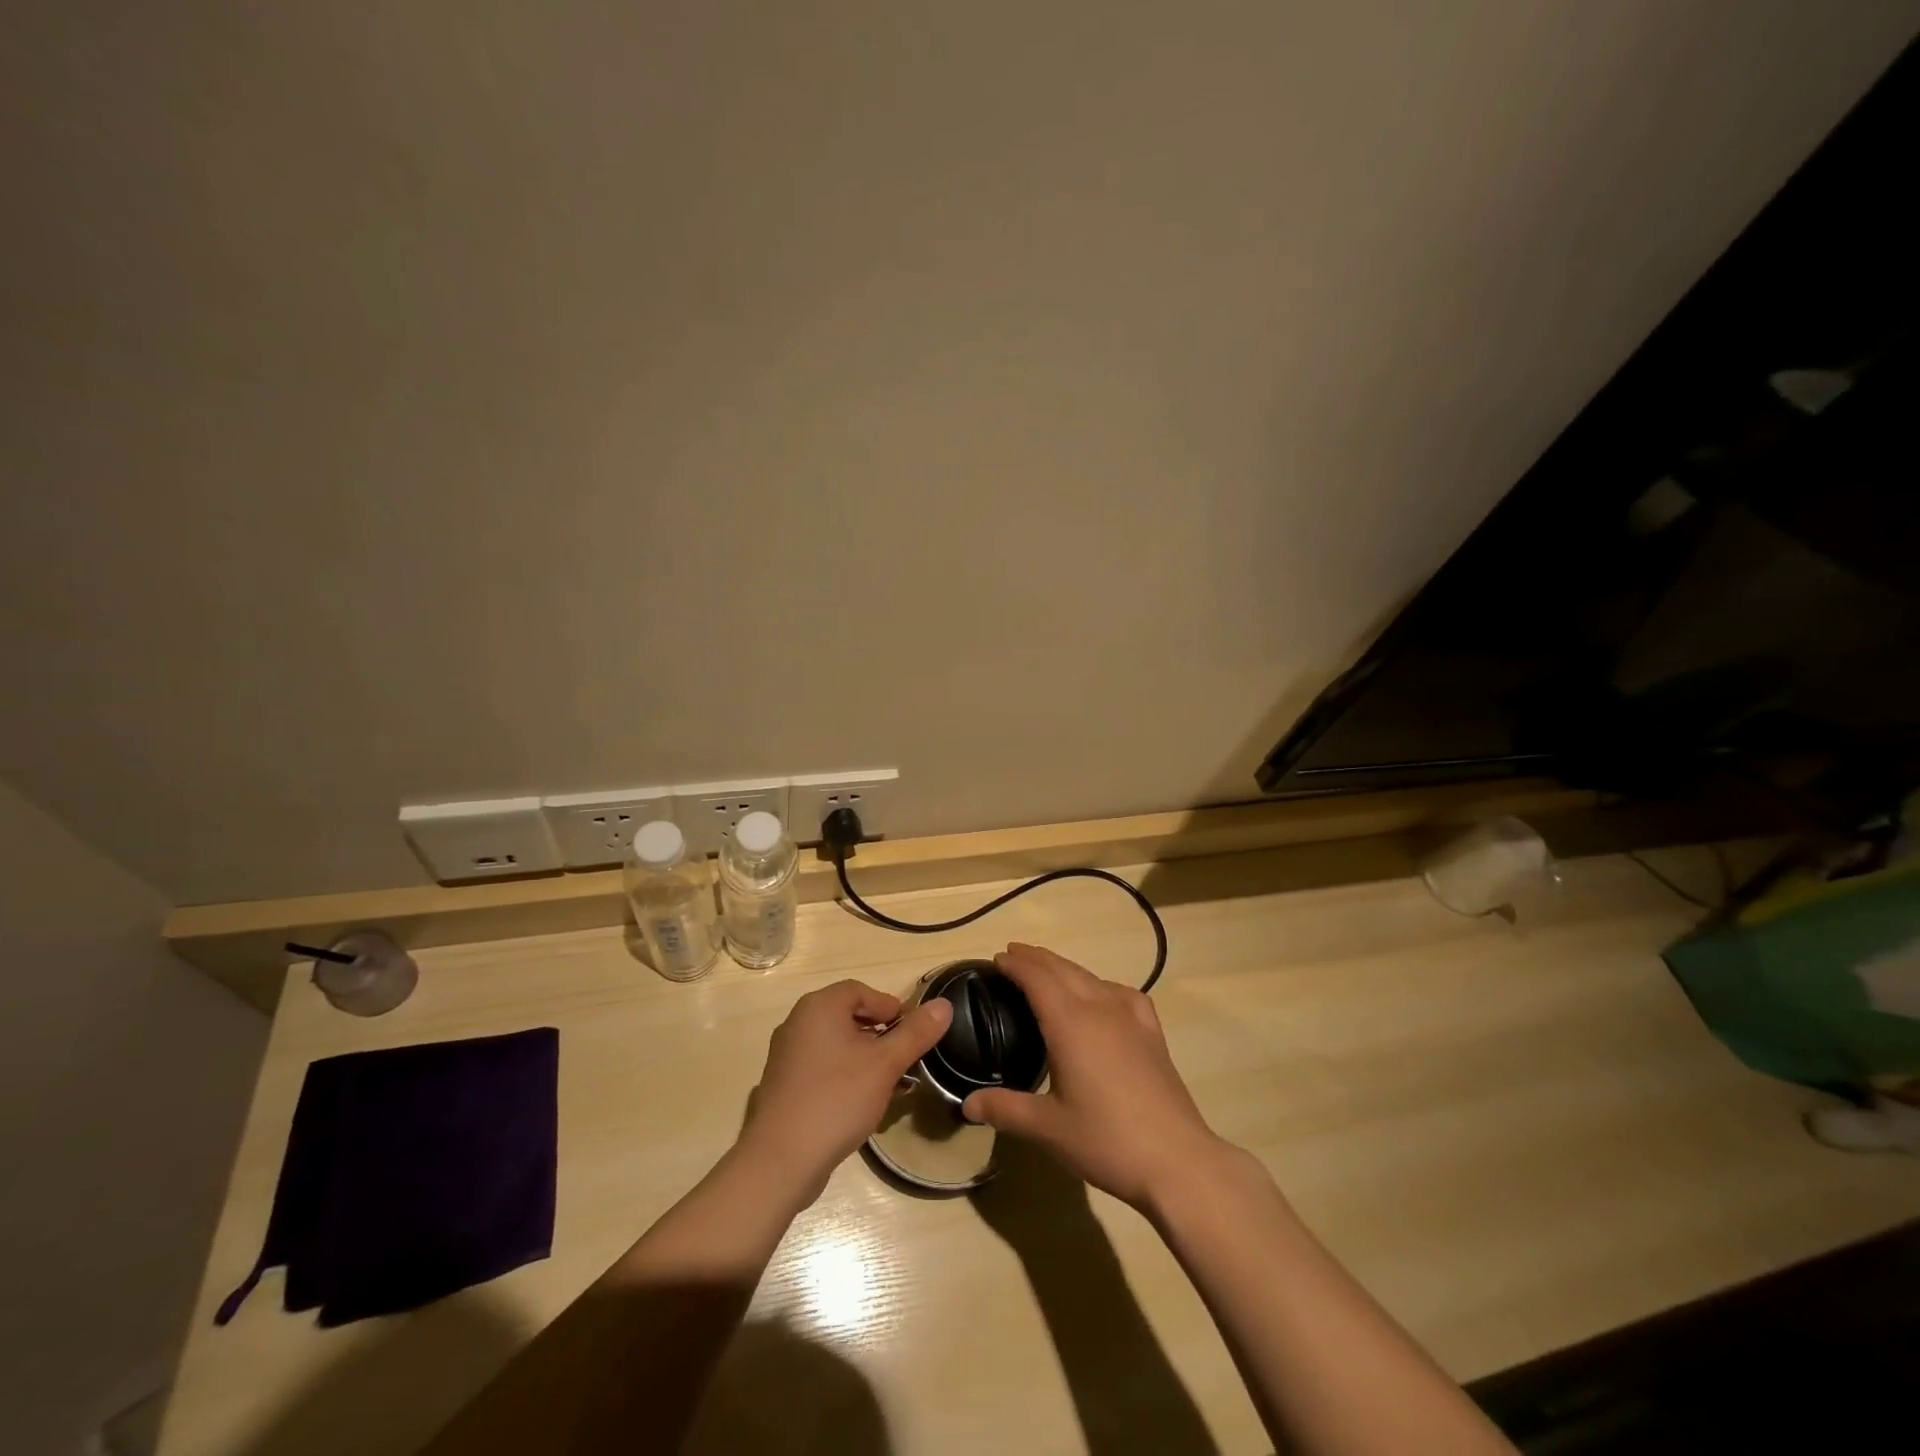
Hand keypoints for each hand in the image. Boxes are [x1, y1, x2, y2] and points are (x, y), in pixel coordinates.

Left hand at [737, 979, 951, 1204]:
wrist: (781, 1160)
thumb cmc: (837, 1098)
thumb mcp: (885, 1064)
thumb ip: (916, 1033)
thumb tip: (944, 1005)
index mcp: (819, 1007)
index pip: (860, 990)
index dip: (889, 1006)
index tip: (912, 1031)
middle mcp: (798, 1023)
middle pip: (848, 1016)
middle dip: (880, 1034)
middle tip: (905, 1057)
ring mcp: (787, 1055)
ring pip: (836, 1044)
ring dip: (866, 1057)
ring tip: (891, 1083)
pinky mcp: (784, 1085)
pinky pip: (822, 1066)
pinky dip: (846, 1074)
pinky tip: (863, 1102)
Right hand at [962, 943, 1226, 1212]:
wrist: (1177, 1160)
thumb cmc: (1106, 1140)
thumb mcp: (1048, 1128)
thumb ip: (1005, 1110)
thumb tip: (967, 1104)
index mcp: (1069, 1024)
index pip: (1037, 979)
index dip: (1016, 964)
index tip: (997, 958)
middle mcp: (1099, 1008)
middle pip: (1063, 969)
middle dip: (1036, 958)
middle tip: (1013, 954)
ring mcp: (1130, 1018)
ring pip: (1092, 977)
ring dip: (1065, 968)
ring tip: (1049, 971)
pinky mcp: (1152, 1033)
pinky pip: (1123, 993)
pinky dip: (1102, 985)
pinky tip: (1104, 997)